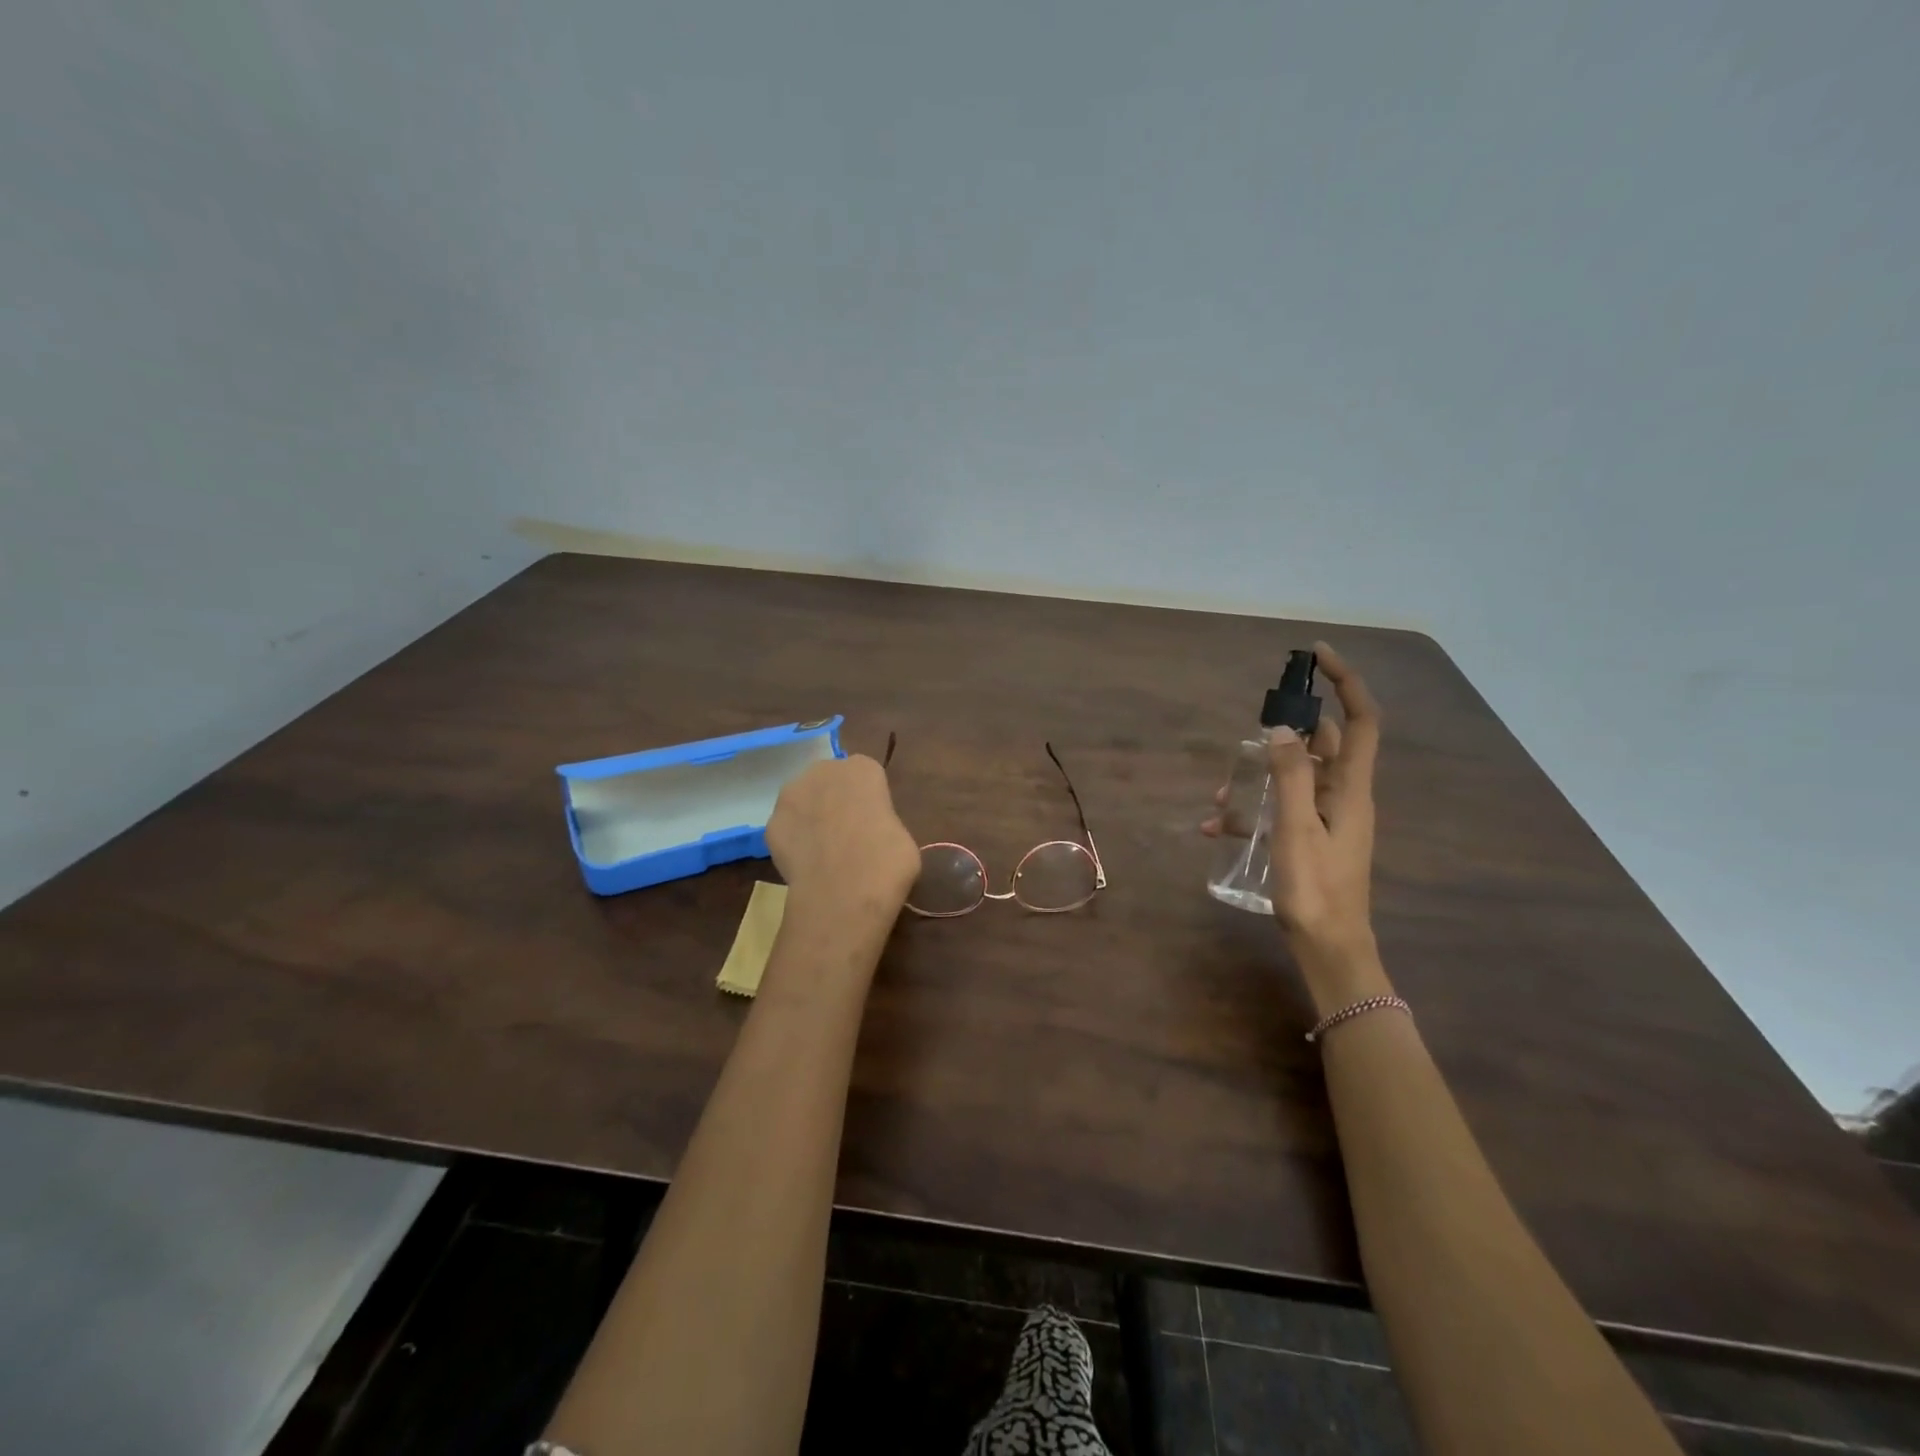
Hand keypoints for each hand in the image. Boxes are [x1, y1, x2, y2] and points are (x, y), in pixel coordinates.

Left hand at [767, 753, 920, 916]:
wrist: (844, 892)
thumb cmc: (887, 861)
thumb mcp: (901, 835)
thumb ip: (881, 821)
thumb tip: (871, 832)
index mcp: (862, 769)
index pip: (864, 775)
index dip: (867, 799)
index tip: (872, 821)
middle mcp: (824, 771)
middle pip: (828, 780)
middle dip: (834, 800)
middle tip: (846, 834)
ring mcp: (792, 795)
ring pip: (803, 801)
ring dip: (810, 817)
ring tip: (823, 851)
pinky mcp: (771, 824)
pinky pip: (786, 829)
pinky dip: (794, 842)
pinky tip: (806, 864)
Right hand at [1204, 641, 1381, 965]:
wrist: (1328, 948)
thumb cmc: (1316, 889)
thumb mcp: (1297, 829)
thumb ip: (1290, 777)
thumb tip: (1281, 728)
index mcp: (1352, 789)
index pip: (1361, 721)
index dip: (1346, 683)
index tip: (1318, 656)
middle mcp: (1344, 797)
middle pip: (1322, 745)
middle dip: (1284, 734)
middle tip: (1249, 735)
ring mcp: (1327, 818)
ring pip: (1295, 777)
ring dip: (1259, 777)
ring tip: (1220, 796)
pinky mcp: (1310, 837)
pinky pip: (1282, 807)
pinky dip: (1253, 809)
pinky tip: (1216, 828)